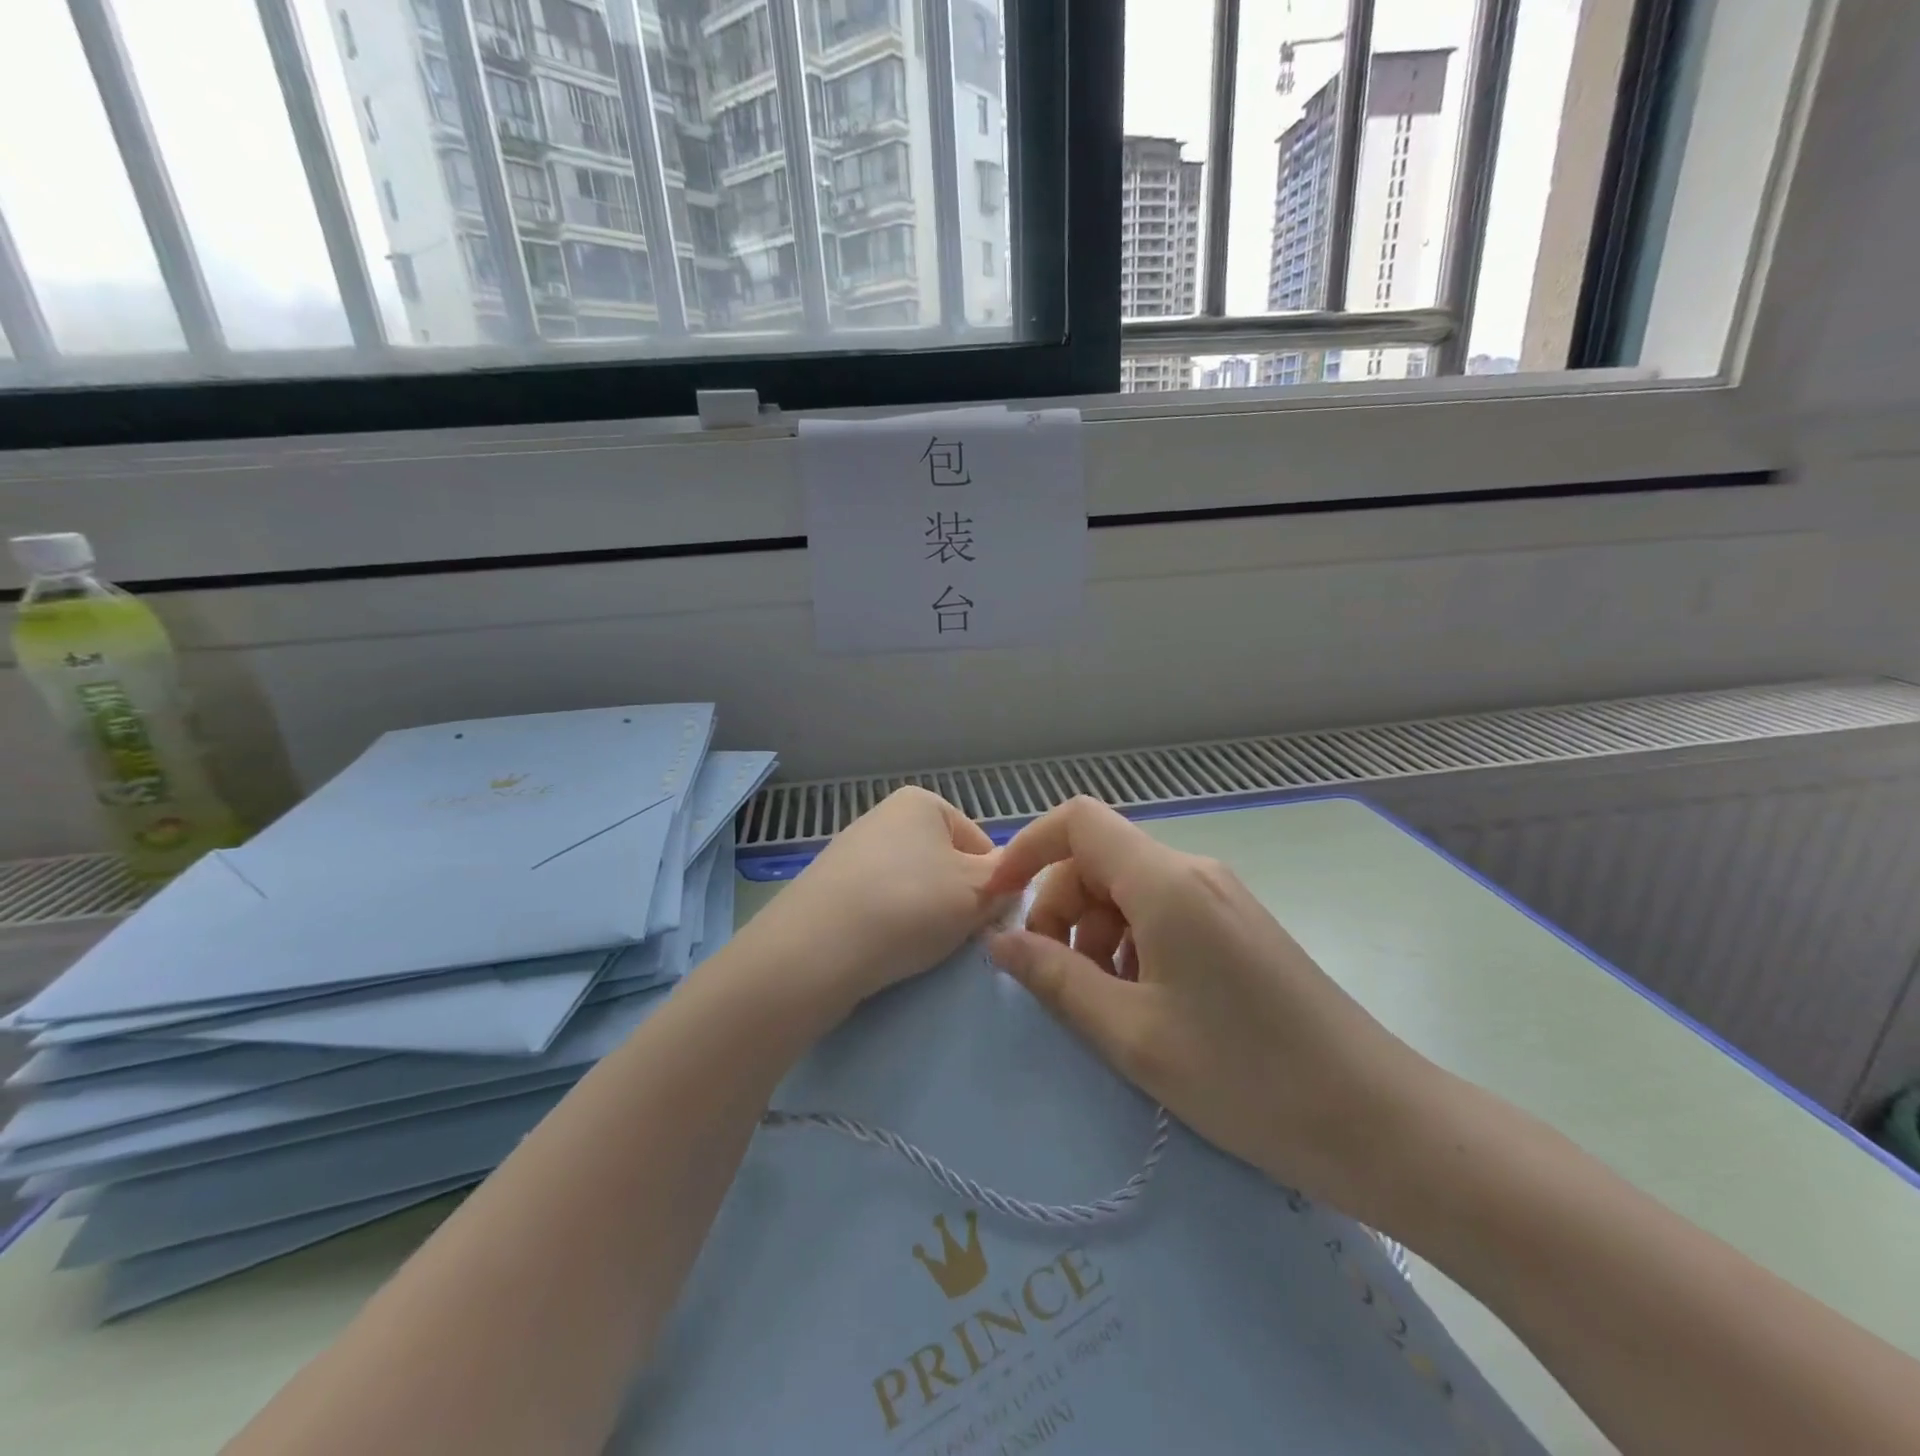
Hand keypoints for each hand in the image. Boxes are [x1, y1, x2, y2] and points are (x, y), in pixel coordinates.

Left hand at [740, 787, 1003, 1016]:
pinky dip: (891, 925)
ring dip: (925, 915)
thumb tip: (1011, 879)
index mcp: (921, 802)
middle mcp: (884, 816)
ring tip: (918, 945)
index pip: (981, 844)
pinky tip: (886, 948)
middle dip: (957, 899)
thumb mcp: (977, 891)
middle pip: (945, 864)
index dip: (993, 883)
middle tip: (956, 934)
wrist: (817, 949)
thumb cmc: (910, 905)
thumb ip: (1006, 880)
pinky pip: (880, 905)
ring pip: (913, 887)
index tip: (987, 916)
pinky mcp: (830, 889)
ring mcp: (852, 852)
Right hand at [984, 798, 1435, 1220]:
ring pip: (1128, 889)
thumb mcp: (1132, 1034)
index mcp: (1166, 883)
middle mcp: (1193, 873)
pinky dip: (1132, 945)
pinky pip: (1162, 913)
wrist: (1379, 1121)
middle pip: (1099, 860)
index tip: (997, 904)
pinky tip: (1146, 1004)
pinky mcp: (1236, 926)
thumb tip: (999, 941)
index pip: (1078, 821)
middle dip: (1060, 909)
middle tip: (1055, 979)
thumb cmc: (1247, 1077)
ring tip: (1105, 1004)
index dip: (1027, 849)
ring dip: (1096, 934)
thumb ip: (1056, 978)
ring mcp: (1220, 898)